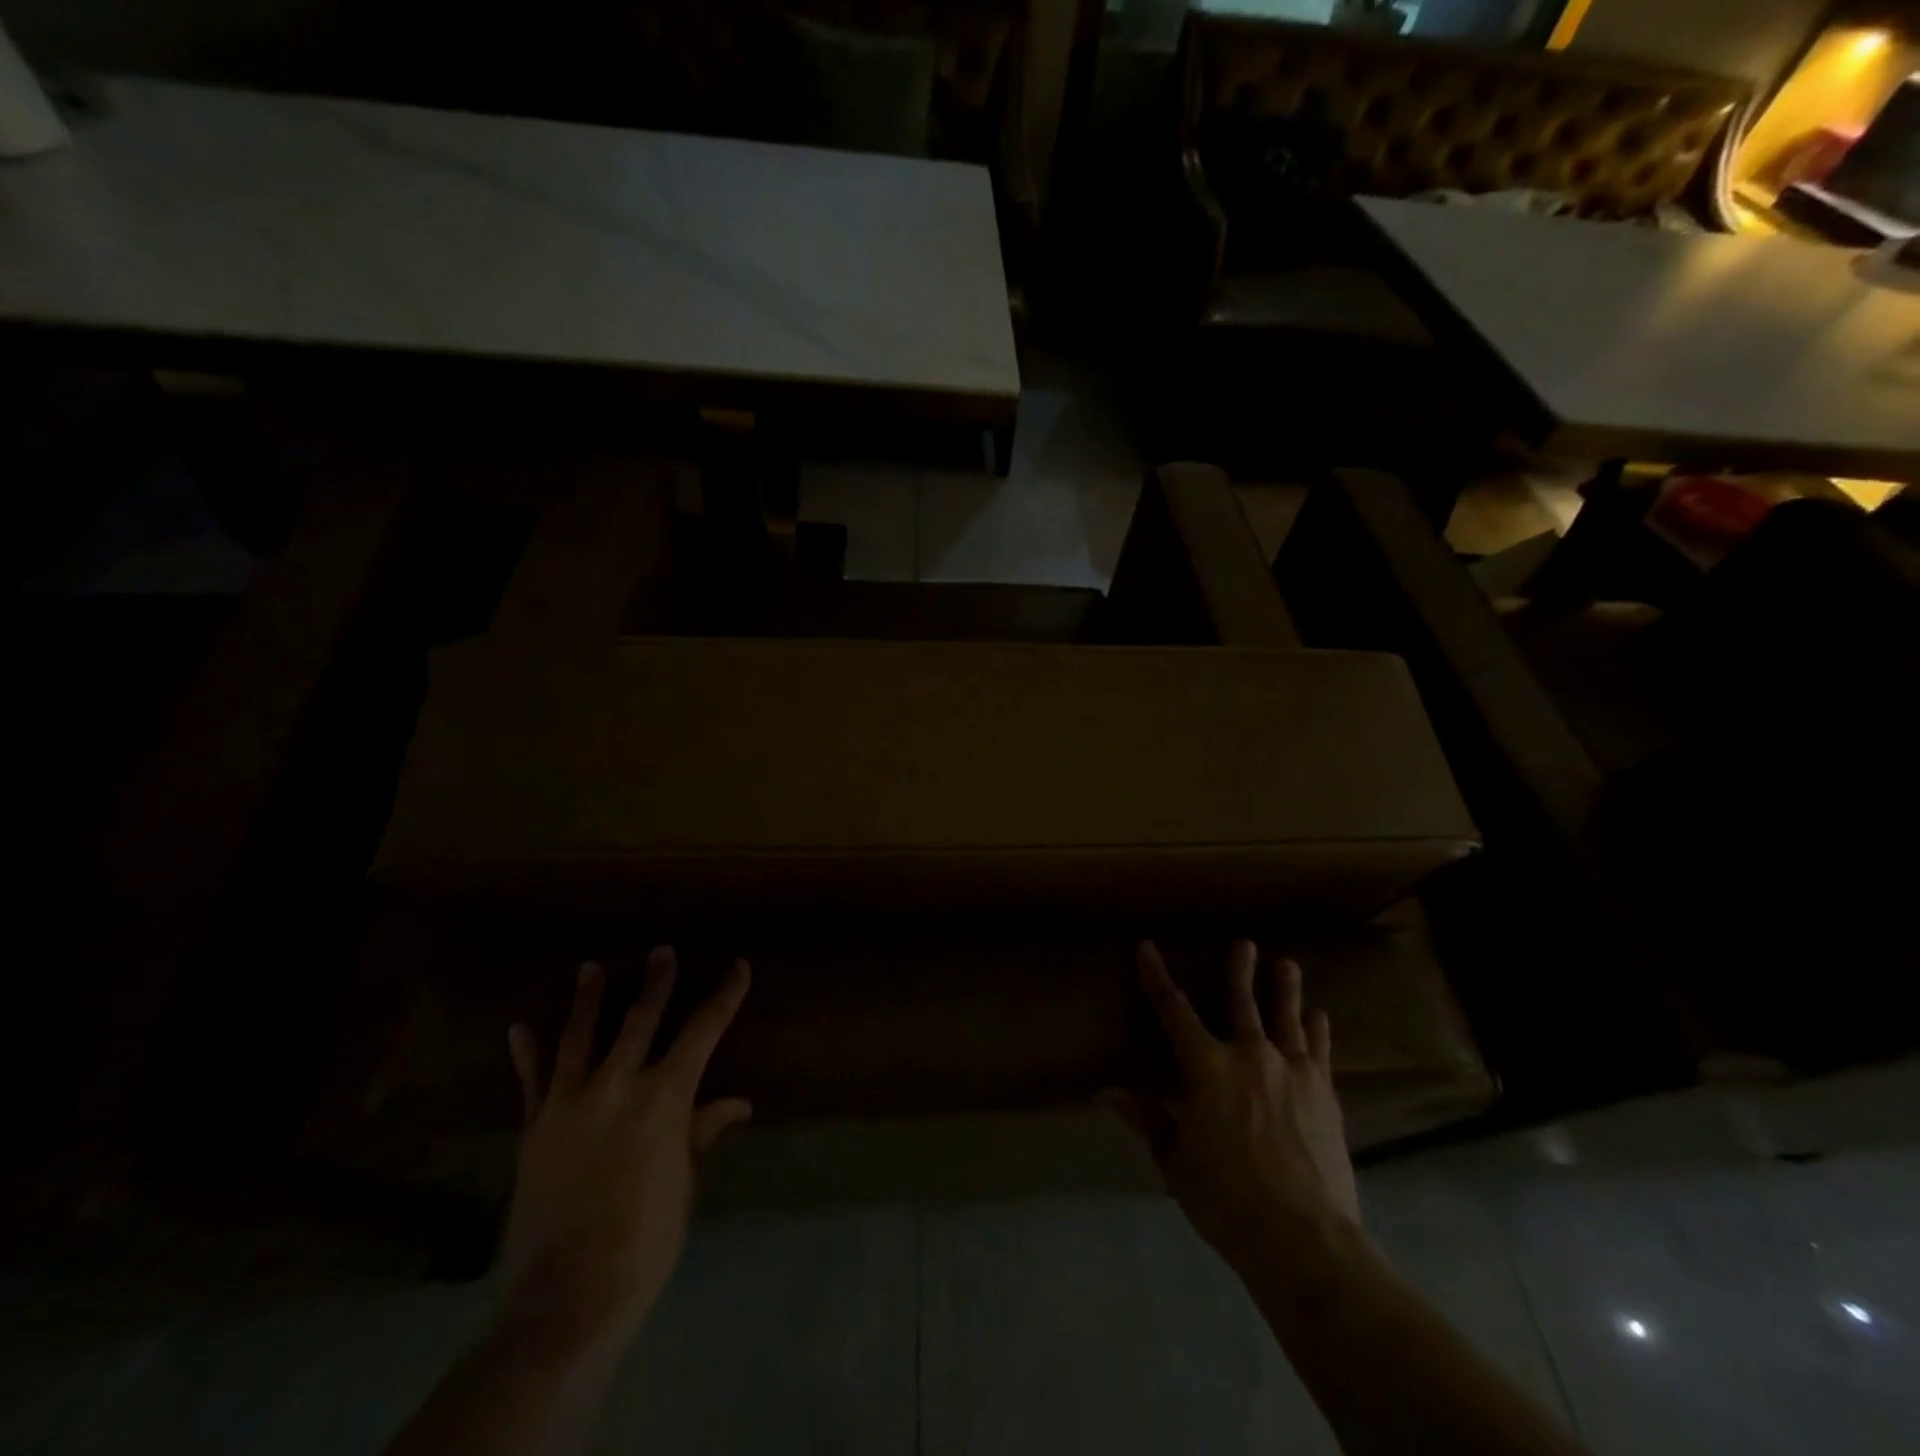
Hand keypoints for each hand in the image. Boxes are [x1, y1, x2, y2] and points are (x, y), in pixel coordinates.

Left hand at [500, 950, 751, 1347]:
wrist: (568, 1294)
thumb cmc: (646, 1237)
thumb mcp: (684, 1181)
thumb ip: (702, 1131)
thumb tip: (736, 1104)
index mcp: (665, 1096)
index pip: (703, 1031)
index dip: (725, 996)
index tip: (738, 967)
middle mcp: (618, 1085)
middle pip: (640, 1019)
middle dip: (656, 982)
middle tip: (661, 951)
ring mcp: (570, 1102)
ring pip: (581, 1036)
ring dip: (589, 999)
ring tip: (590, 968)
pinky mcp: (536, 1126)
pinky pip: (532, 1081)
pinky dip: (527, 1053)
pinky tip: (520, 1027)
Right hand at [1106, 941, 1360, 1279]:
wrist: (1303, 1239)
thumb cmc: (1226, 1200)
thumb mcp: (1175, 1162)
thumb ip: (1148, 1119)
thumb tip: (1107, 1091)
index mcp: (1206, 1068)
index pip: (1172, 1011)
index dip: (1156, 977)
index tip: (1147, 948)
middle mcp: (1248, 1056)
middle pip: (1242, 1002)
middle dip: (1240, 970)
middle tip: (1245, 943)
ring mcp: (1291, 1072)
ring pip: (1286, 1019)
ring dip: (1286, 990)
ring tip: (1288, 964)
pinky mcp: (1324, 1094)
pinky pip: (1320, 1051)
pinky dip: (1318, 1031)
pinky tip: (1320, 1017)